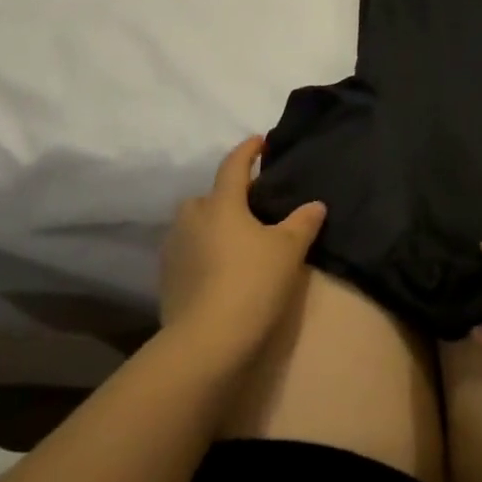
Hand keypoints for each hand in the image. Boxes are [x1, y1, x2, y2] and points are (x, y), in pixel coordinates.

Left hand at [159, 137, 325, 366]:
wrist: (207, 339)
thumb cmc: (252, 282)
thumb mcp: (289, 251)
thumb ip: (302, 223)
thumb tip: (315, 204)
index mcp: (221, 203)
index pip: (234, 166)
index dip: (249, 151)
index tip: (260, 141)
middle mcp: (192, 217)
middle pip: (209, 196)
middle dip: (228, 196)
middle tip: (252, 207)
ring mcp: (174, 247)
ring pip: (195, 224)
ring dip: (212, 225)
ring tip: (237, 240)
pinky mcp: (167, 277)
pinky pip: (188, 251)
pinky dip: (203, 252)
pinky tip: (220, 269)